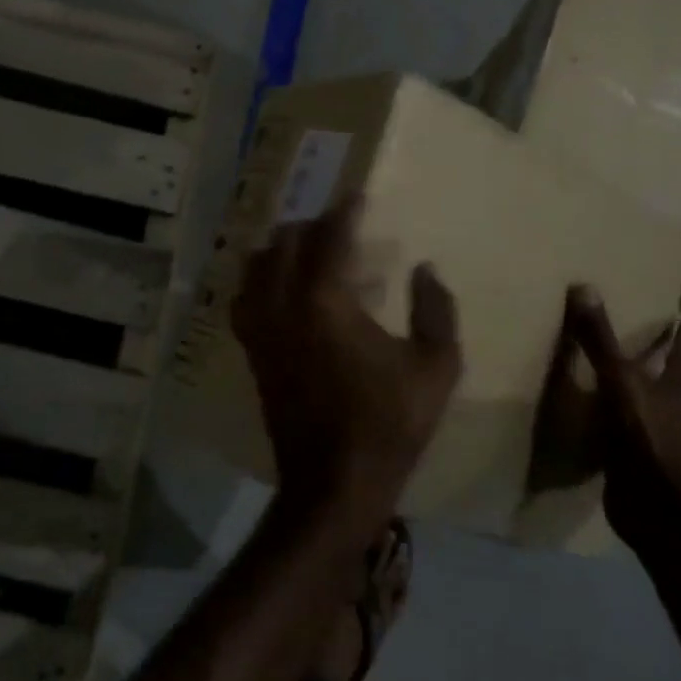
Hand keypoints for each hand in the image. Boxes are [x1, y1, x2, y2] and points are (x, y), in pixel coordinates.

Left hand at [230, 194, 461, 522]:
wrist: (334, 484)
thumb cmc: (389, 424)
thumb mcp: (436, 368)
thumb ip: (436, 310)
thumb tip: (424, 269)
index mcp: (326, 301)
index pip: (330, 236)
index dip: (345, 211)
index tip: (358, 197)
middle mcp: (284, 305)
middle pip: (287, 242)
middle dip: (313, 225)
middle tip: (340, 227)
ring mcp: (261, 329)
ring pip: (257, 265)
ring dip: (282, 248)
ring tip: (308, 251)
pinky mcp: (252, 352)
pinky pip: (244, 298)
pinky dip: (260, 279)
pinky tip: (280, 288)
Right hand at [530, 287, 680, 546]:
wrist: (649, 502)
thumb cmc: (640, 433)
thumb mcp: (615, 378)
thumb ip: (598, 338)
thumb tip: (584, 287)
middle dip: (677, 369)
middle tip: (660, 352)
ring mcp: (674, 441)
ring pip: (672, 411)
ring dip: (660, 399)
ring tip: (638, 387)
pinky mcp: (656, 463)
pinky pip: (650, 434)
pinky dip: (640, 425)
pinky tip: (620, 423)